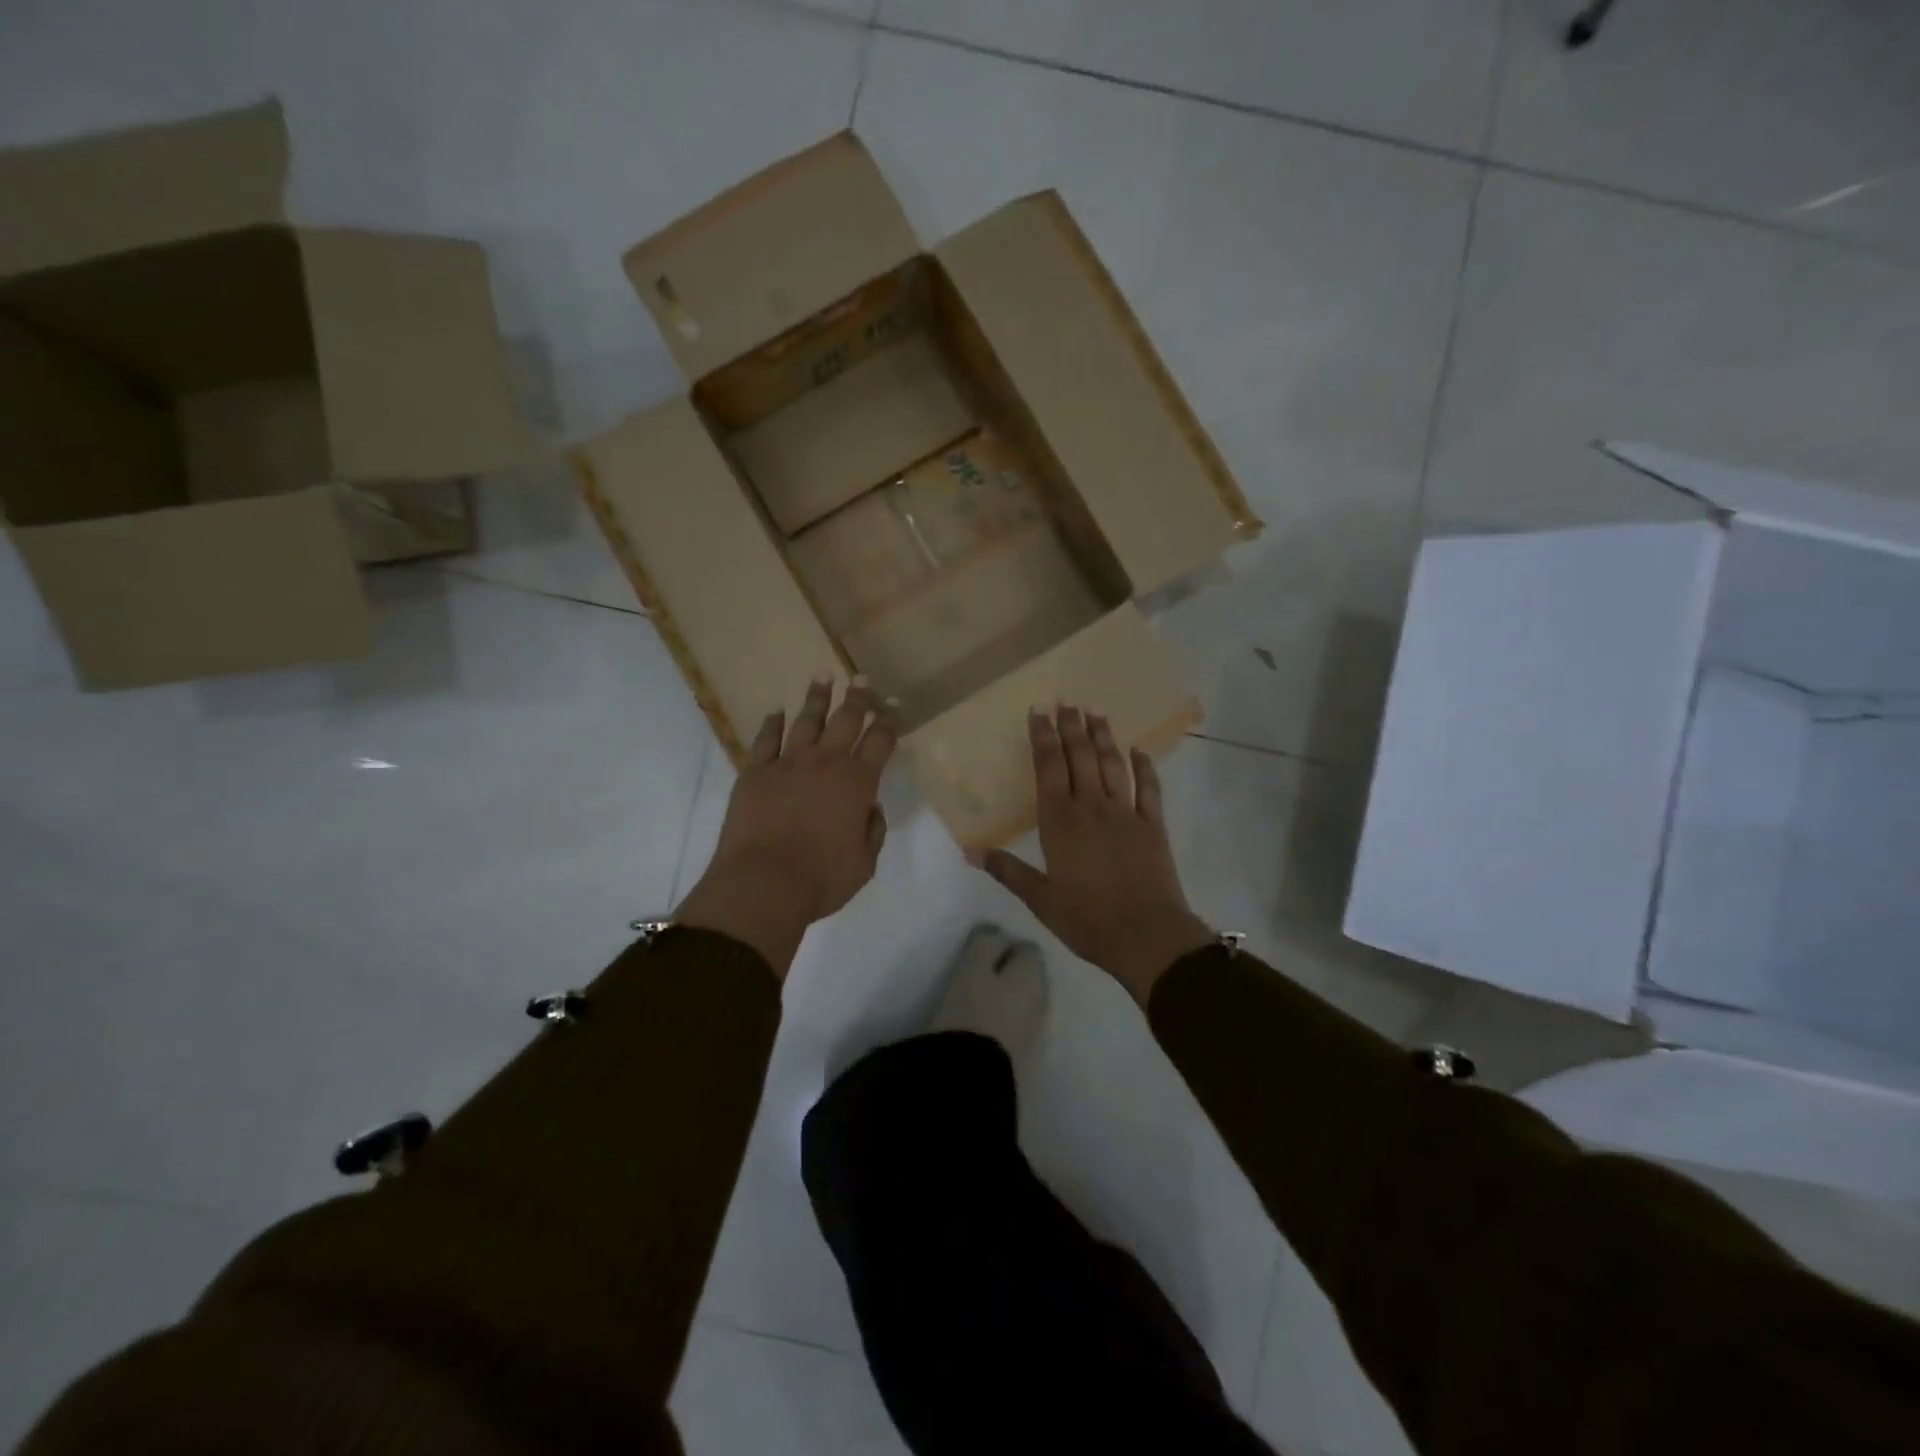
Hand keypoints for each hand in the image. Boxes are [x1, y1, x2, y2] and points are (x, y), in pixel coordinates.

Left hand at [675, 677, 897, 978]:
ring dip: (817, 698)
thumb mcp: (865, 862)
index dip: (889, 720)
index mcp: (858, 782)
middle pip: (845, 720)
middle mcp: (825, 763)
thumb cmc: (822, 878)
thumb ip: (872, 830)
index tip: (893, 704)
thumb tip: (868, 808)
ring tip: (822, 675)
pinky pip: (765, 740)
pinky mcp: (755, 772)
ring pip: (806, 721)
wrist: (763, 883)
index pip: (880, 741)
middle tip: (862, 680)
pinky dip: (771, 723)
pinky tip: (776, 711)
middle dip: (857, 698)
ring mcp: (787, 764)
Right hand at [973, 706, 1213, 1006]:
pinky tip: (1140, 750)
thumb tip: (972, 851)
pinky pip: (1149, 788)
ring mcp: (1126, 813)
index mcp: (1060, 821)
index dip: (1043, 738)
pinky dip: (1144, 766)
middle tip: (1067, 702)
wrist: (1147, 935)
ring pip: (1113, 764)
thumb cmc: (1087, 919)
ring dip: (1104, 737)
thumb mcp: (1040, 899)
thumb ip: (1009, 871)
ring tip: (1096, 713)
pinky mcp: (1154, 825)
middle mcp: (1092, 807)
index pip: (1049, 768)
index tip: (1039, 712)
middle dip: (1072, 727)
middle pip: (1081, 757)